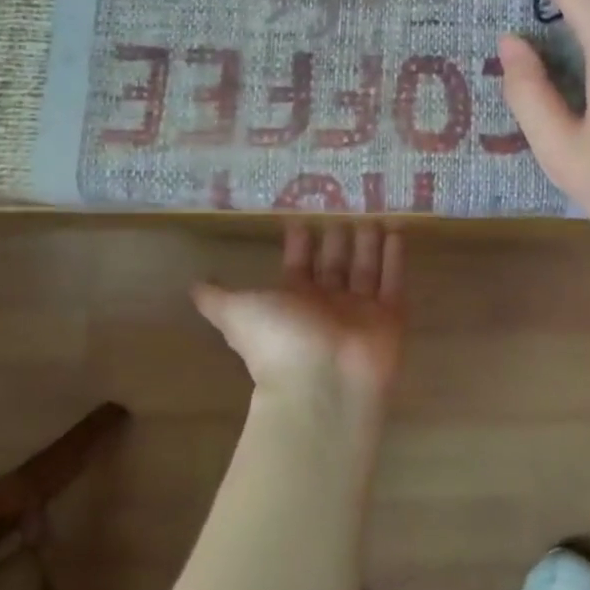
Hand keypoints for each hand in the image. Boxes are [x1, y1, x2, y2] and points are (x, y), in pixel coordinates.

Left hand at [192, 224, 405, 415]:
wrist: (323, 383)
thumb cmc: (278, 341)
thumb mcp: (237, 312)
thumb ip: (218, 298)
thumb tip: (192, 287)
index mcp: (293, 301)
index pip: (298, 265)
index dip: (299, 243)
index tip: (302, 218)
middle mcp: (327, 304)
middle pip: (334, 264)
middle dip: (338, 239)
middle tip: (344, 207)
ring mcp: (360, 310)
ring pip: (366, 268)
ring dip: (369, 243)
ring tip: (373, 214)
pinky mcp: (390, 316)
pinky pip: (393, 280)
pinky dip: (395, 256)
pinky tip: (397, 229)